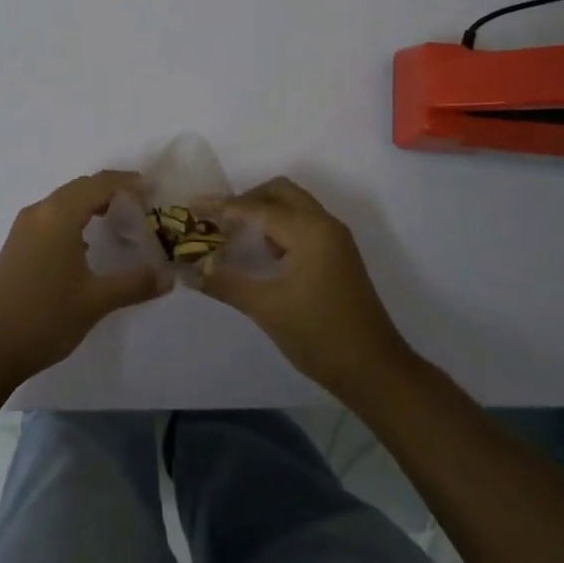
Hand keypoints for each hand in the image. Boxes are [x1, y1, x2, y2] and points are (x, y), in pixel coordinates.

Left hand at [0, 171, 170, 389]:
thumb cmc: (45, 318)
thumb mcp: (95, 301)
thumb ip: (135, 284)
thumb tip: (169, 276)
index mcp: (59, 215)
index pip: (98, 184)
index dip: (126, 184)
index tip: (152, 193)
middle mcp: (39, 212)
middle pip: (80, 187)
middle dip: (111, 190)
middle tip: (141, 205)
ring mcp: (24, 228)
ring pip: (64, 201)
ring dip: (91, 202)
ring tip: (118, 219)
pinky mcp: (17, 244)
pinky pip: (51, 216)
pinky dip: (74, 217)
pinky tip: (86, 242)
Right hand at [199, 176, 414, 398]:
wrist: (376, 371)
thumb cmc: (320, 336)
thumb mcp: (266, 308)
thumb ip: (225, 283)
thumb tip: (187, 270)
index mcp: (309, 231)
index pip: (256, 207)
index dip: (221, 207)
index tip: (191, 206)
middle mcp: (324, 224)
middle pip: (279, 192)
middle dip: (245, 200)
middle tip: (217, 221)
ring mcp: (335, 239)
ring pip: (293, 205)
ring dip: (263, 212)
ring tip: (235, 237)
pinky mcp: (338, 254)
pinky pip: (303, 223)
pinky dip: (279, 226)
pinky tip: (263, 254)